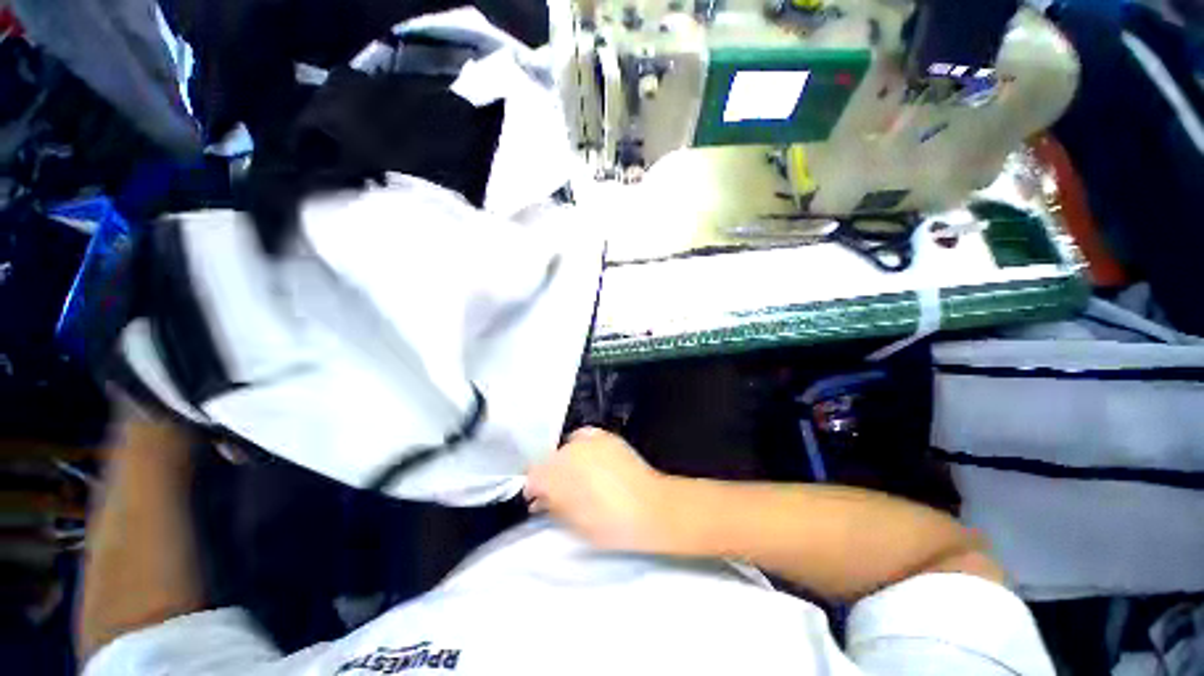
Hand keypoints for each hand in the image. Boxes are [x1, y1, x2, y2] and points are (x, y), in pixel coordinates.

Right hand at [524, 428, 675, 552]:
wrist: (652, 508)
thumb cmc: (611, 525)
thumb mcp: (575, 524)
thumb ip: (552, 506)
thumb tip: (540, 499)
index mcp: (559, 475)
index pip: (533, 475)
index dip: (534, 489)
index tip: (539, 501)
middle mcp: (571, 451)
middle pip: (549, 460)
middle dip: (551, 476)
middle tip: (561, 494)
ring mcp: (590, 440)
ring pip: (566, 448)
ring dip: (566, 462)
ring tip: (580, 478)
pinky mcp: (606, 436)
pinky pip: (585, 438)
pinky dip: (583, 448)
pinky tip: (591, 462)